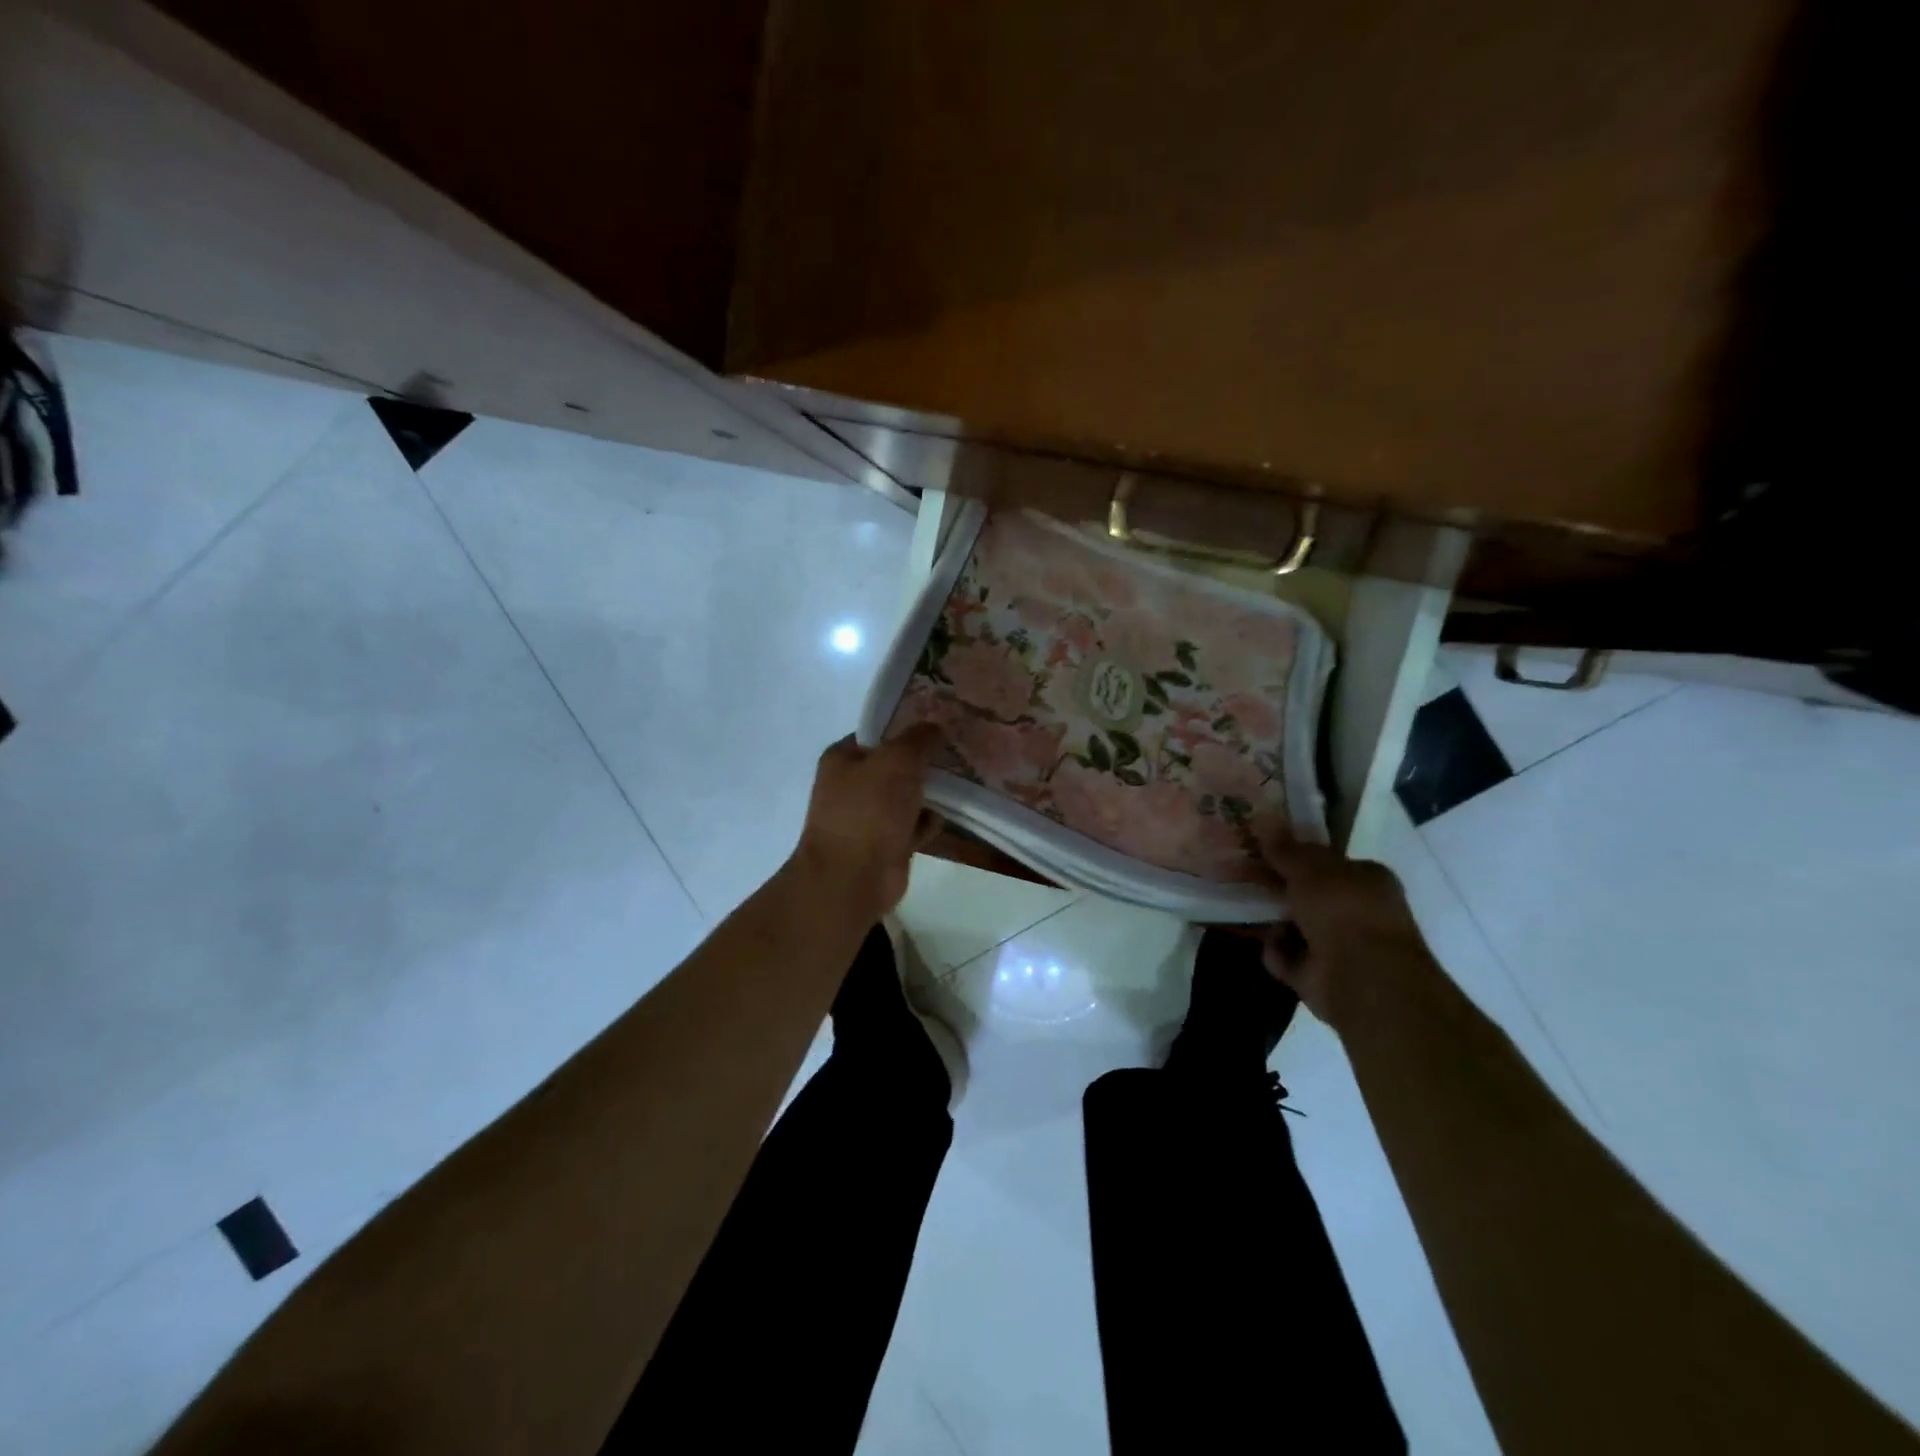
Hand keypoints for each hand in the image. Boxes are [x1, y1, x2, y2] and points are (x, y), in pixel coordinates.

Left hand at [792, 727, 945, 918]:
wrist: (853, 878)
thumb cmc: (870, 810)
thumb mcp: (898, 760)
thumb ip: (919, 739)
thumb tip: (935, 727)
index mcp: (843, 758)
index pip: (879, 732)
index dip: (908, 726)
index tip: (941, 724)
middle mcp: (853, 784)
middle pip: (898, 764)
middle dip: (925, 762)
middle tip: (958, 754)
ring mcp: (869, 816)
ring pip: (909, 795)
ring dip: (932, 793)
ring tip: (961, 784)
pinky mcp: (886, 843)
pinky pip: (915, 824)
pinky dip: (928, 822)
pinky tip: (943, 819)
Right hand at [1259, 839, 1440, 1033]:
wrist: (1361, 979)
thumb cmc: (1343, 910)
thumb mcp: (1311, 869)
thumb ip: (1287, 850)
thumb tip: (1266, 824)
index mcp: (1367, 880)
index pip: (1329, 863)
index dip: (1297, 855)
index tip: (1264, 851)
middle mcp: (1357, 912)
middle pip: (1308, 894)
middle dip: (1278, 888)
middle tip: (1242, 875)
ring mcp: (1339, 946)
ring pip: (1294, 925)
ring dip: (1271, 920)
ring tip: (1240, 906)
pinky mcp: (1319, 976)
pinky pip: (1287, 956)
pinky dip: (1276, 952)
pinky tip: (1267, 943)